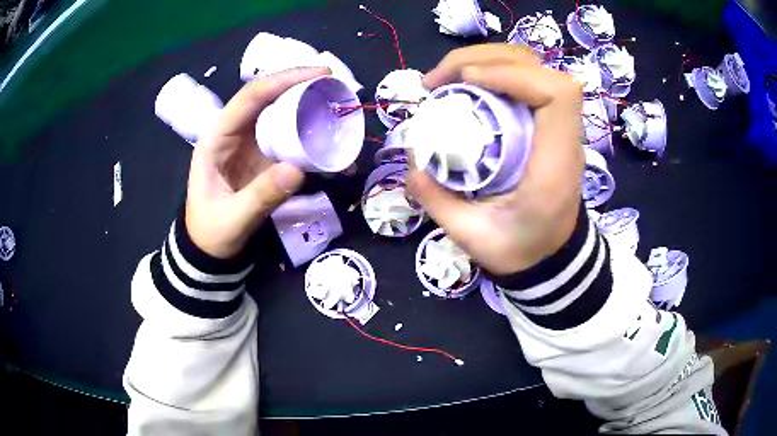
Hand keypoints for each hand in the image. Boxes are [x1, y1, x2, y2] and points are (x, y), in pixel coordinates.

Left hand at [186, 67, 329, 258]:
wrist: (209, 250)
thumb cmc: (211, 232)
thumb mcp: (233, 219)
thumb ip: (262, 196)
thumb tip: (298, 170)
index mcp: (216, 138)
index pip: (249, 97)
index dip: (282, 80)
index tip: (318, 74)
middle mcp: (233, 133)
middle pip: (267, 97)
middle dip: (299, 84)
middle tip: (334, 83)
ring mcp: (248, 143)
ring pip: (277, 112)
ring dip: (305, 103)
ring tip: (335, 101)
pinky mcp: (261, 157)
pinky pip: (285, 135)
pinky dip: (306, 130)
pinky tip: (326, 131)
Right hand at [408, 44, 583, 274]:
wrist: (551, 256)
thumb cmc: (520, 251)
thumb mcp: (472, 237)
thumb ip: (438, 201)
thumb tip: (410, 159)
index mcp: (554, 165)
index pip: (555, 96)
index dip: (511, 75)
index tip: (465, 82)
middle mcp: (563, 136)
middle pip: (536, 68)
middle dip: (482, 59)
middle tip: (435, 82)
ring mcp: (557, 125)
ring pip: (529, 66)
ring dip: (483, 60)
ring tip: (444, 79)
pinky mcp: (546, 123)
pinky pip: (523, 78)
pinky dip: (491, 71)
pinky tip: (463, 85)